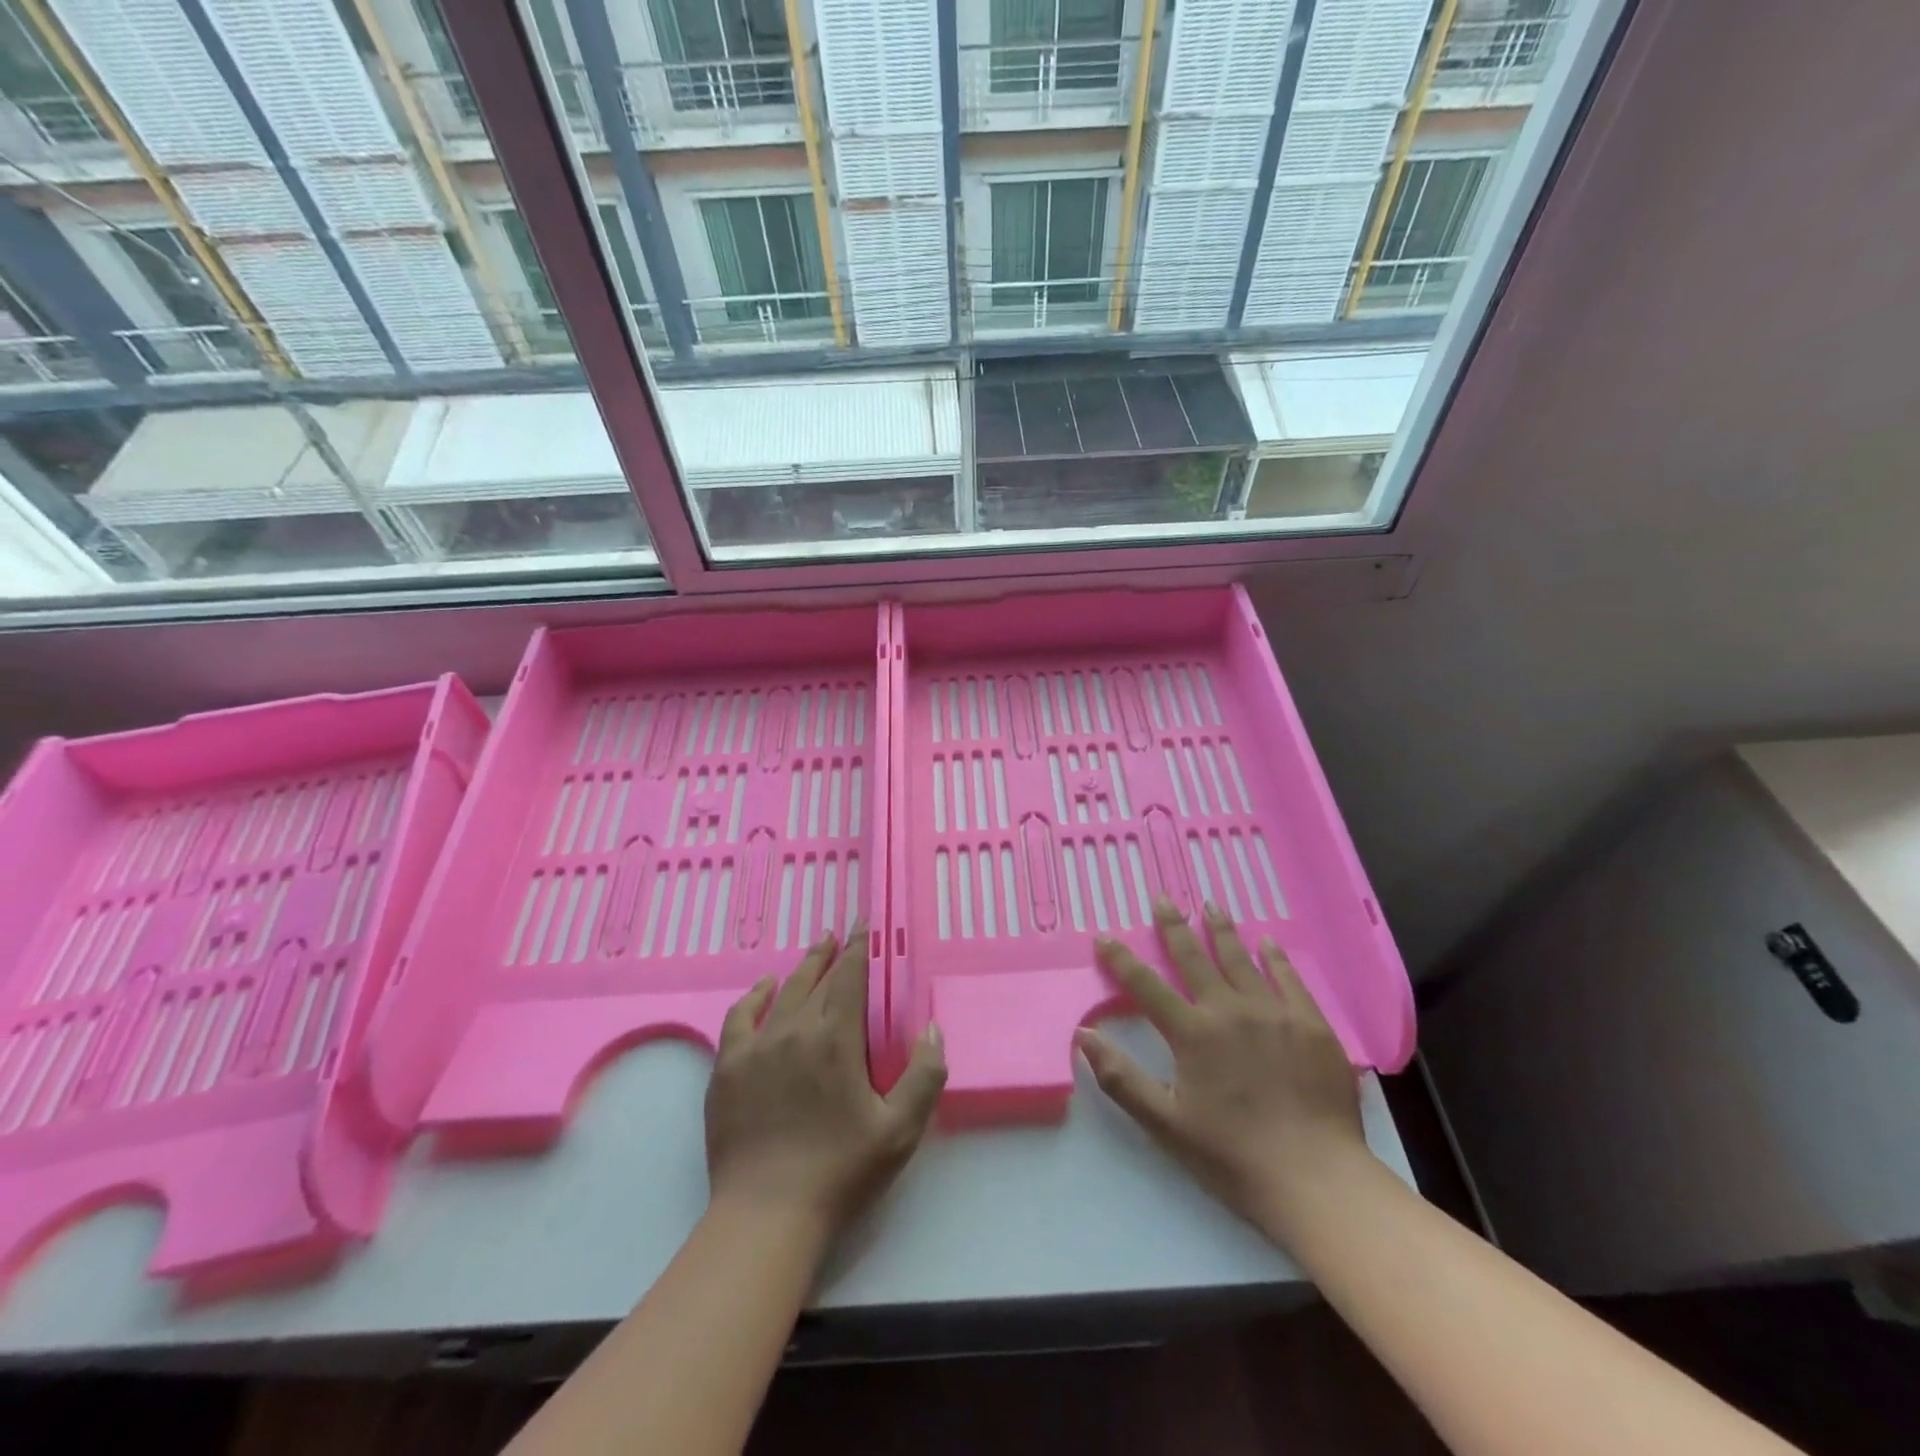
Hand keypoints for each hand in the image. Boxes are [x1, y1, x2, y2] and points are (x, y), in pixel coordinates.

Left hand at [705, 928, 945, 1242]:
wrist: (766, 1215)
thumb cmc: (840, 1171)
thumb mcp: (900, 1130)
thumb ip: (925, 1075)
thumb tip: (932, 1027)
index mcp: (836, 1039)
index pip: (850, 977)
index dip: (859, 948)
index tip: (863, 923)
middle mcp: (795, 1031)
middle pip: (817, 979)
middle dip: (834, 953)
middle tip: (843, 932)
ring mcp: (756, 1048)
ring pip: (783, 992)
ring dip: (802, 967)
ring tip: (816, 947)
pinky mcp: (728, 1068)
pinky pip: (740, 1017)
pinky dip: (754, 996)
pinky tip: (764, 988)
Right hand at [1076, 900, 1367, 1239]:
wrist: (1317, 1179)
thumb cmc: (1233, 1156)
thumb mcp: (1165, 1123)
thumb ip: (1121, 1077)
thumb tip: (1084, 1035)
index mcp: (1192, 1033)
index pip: (1146, 986)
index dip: (1121, 959)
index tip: (1104, 936)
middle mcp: (1229, 1010)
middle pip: (1194, 958)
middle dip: (1174, 926)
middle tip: (1163, 898)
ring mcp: (1274, 1012)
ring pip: (1241, 959)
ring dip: (1222, 930)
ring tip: (1211, 905)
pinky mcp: (1311, 1024)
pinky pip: (1289, 979)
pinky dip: (1275, 958)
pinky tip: (1267, 942)